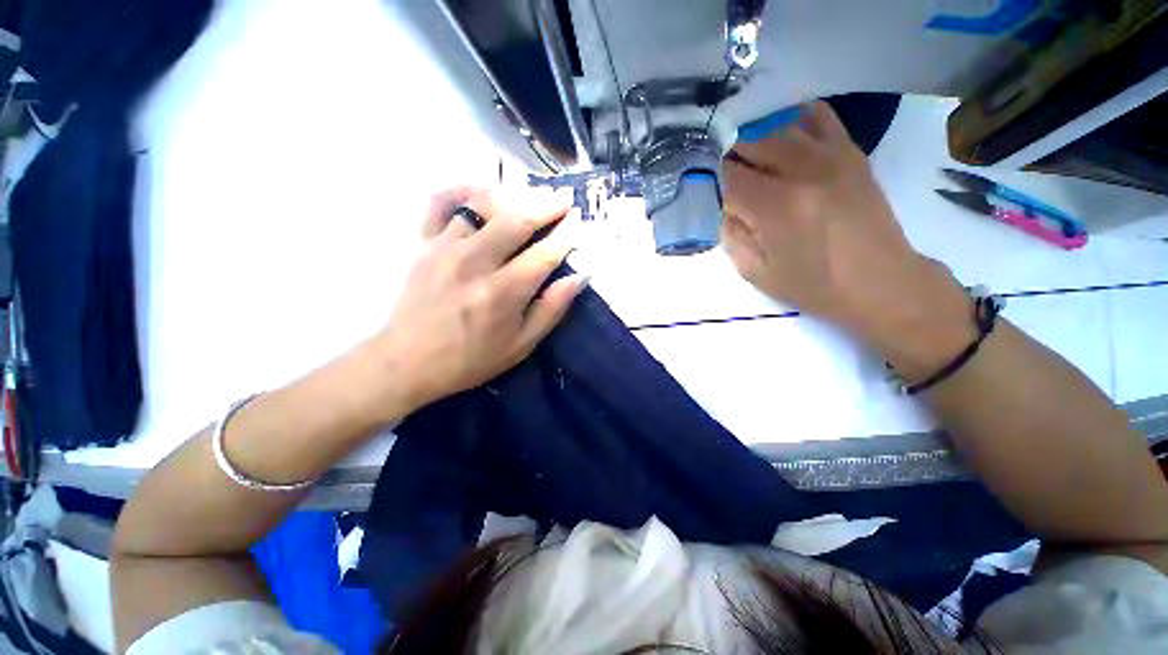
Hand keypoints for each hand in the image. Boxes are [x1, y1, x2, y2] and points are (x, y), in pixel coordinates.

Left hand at [369, 186, 587, 409]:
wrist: (407, 361)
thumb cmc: (470, 359)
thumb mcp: (521, 345)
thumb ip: (551, 309)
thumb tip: (579, 277)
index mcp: (503, 293)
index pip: (544, 253)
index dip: (566, 234)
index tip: (579, 220)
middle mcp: (475, 263)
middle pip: (517, 220)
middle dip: (547, 205)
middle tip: (564, 197)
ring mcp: (445, 248)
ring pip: (483, 205)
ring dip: (514, 194)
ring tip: (533, 193)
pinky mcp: (422, 243)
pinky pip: (440, 203)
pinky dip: (461, 190)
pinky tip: (480, 190)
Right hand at [722, 100, 967, 346]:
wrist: (880, 283)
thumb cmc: (813, 286)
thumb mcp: (756, 273)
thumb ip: (731, 236)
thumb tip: (721, 208)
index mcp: (775, 207)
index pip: (727, 176)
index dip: (707, 178)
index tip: (699, 186)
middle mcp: (802, 171)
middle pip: (750, 144)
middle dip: (726, 157)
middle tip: (716, 172)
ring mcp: (830, 156)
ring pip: (778, 129)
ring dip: (753, 141)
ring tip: (743, 158)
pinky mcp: (850, 153)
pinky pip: (818, 117)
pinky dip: (793, 120)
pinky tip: (781, 134)